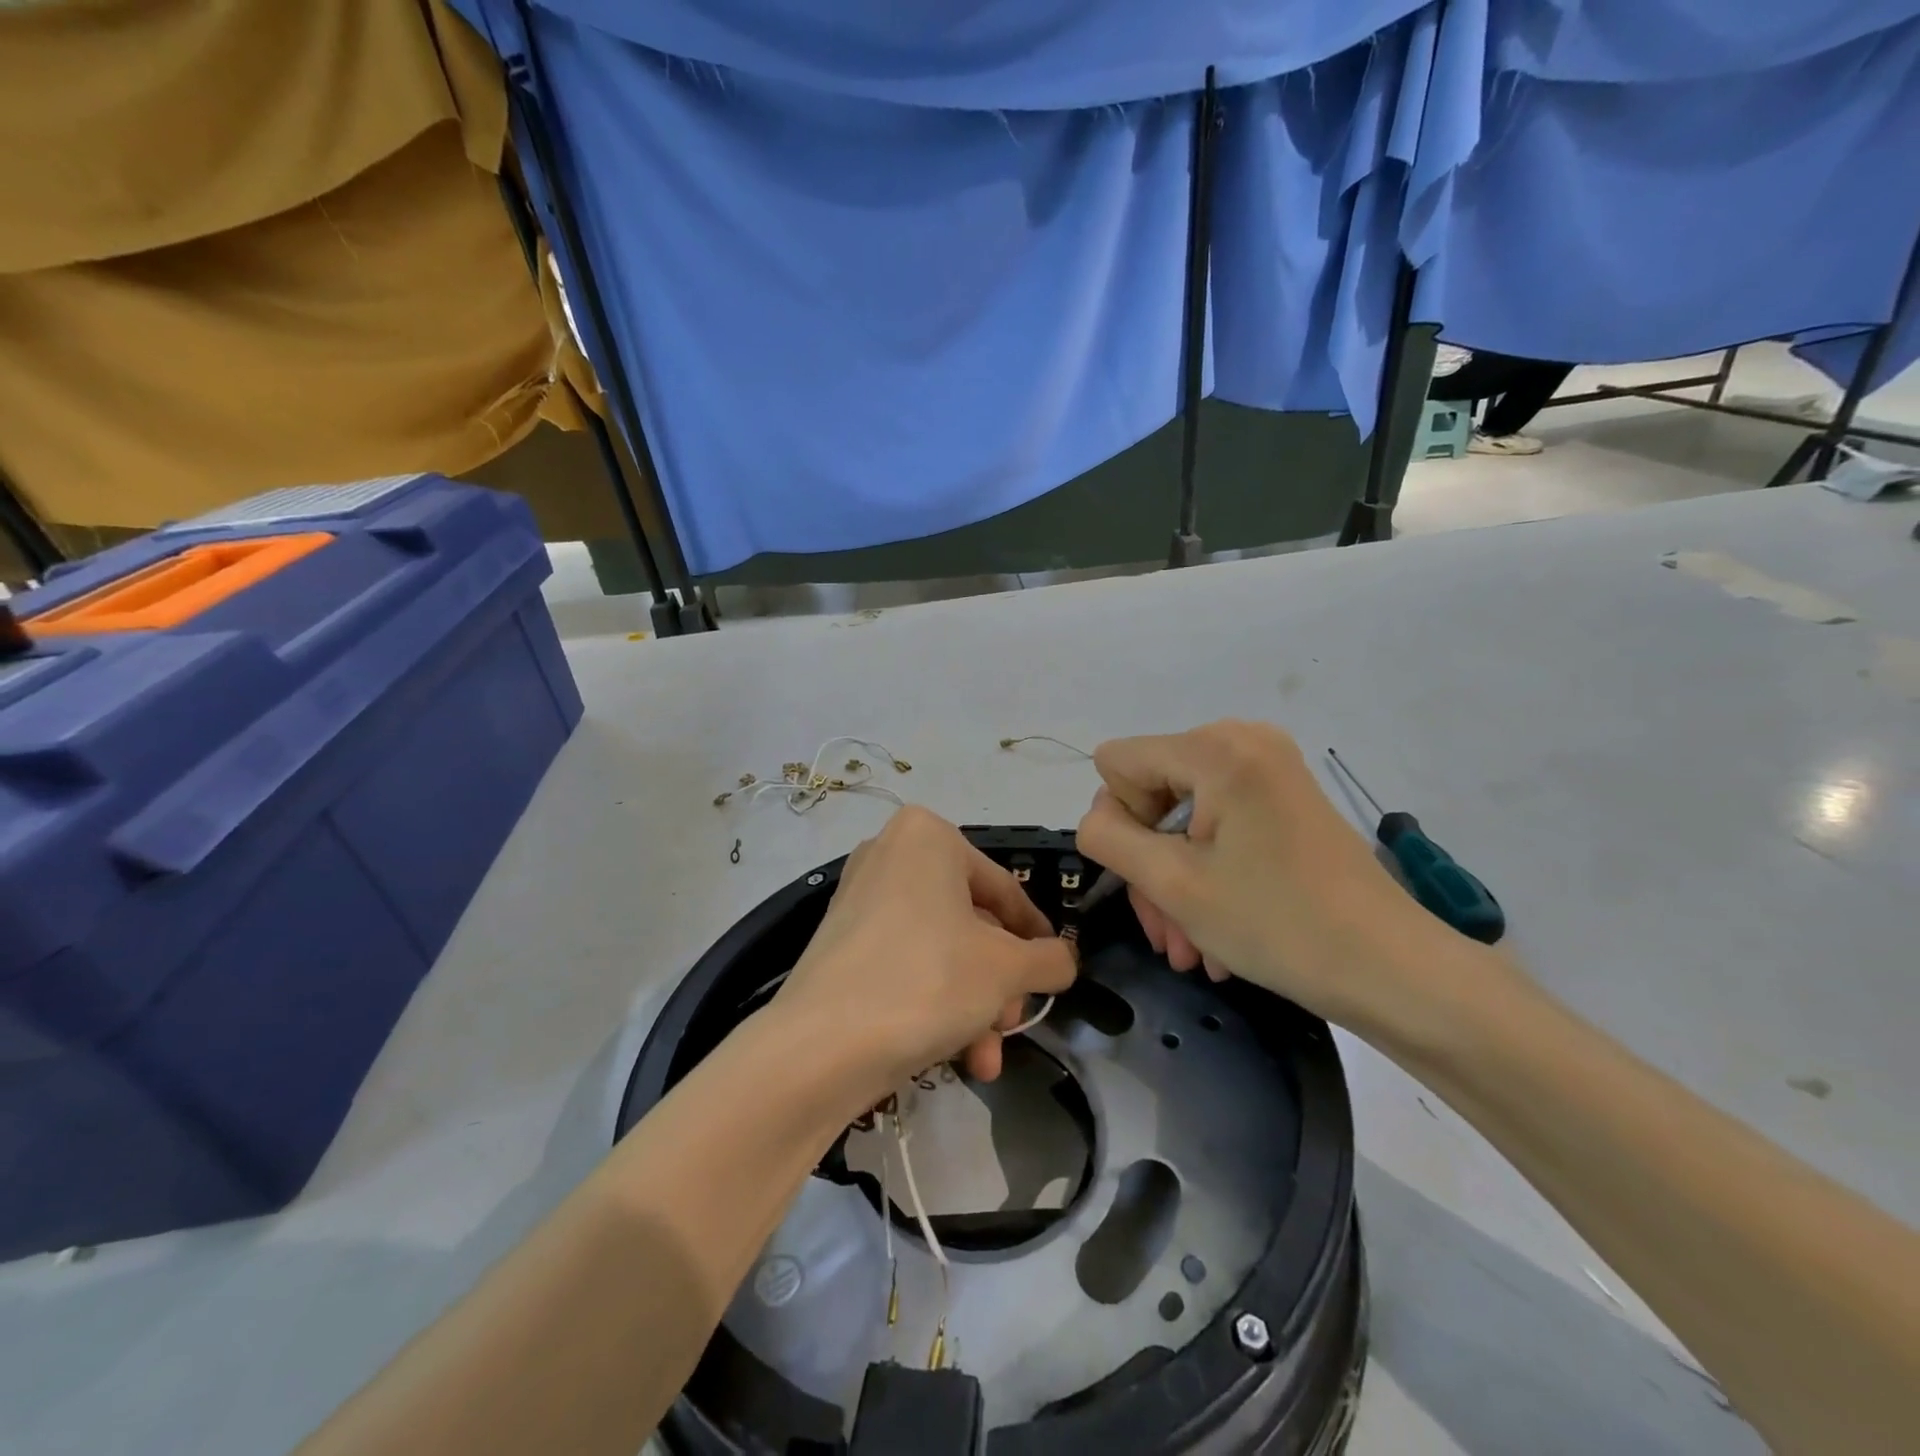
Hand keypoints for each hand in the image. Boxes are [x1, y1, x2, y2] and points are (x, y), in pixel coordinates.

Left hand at [775, 806, 1078, 1110]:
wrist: (820, 1047)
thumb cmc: (928, 980)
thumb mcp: (1007, 969)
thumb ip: (1049, 959)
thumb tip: (1063, 961)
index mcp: (928, 836)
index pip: (1003, 889)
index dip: (1036, 936)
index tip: (1055, 971)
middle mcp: (890, 855)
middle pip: (971, 924)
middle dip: (1000, 984)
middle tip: (1015, 1022)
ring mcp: (860, 899)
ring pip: (941, 951)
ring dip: (974, 1005)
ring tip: (987, 1059)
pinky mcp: (840, 943)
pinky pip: (905, 964)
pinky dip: (935, 1004)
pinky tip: (958, 1058)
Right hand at [1074, 721, 1473, 1040]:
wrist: (1394, 971)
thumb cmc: (1278, 924)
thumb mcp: (1172, 883)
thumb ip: (1108, 837)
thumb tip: (1100, 819)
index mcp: (1215, 747)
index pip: (1117, 764)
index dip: (1121, 824)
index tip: (1156, 878)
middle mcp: (1242, 740)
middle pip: (1150, 792)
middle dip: (1150, 866)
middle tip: (1168, 935)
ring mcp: (1269, 768)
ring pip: (1182, 818)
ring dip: (1175, 881)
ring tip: (1191, 947)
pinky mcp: (1285, 797)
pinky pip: (1218, 825)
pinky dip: (1208, 872)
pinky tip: (1216, 930)